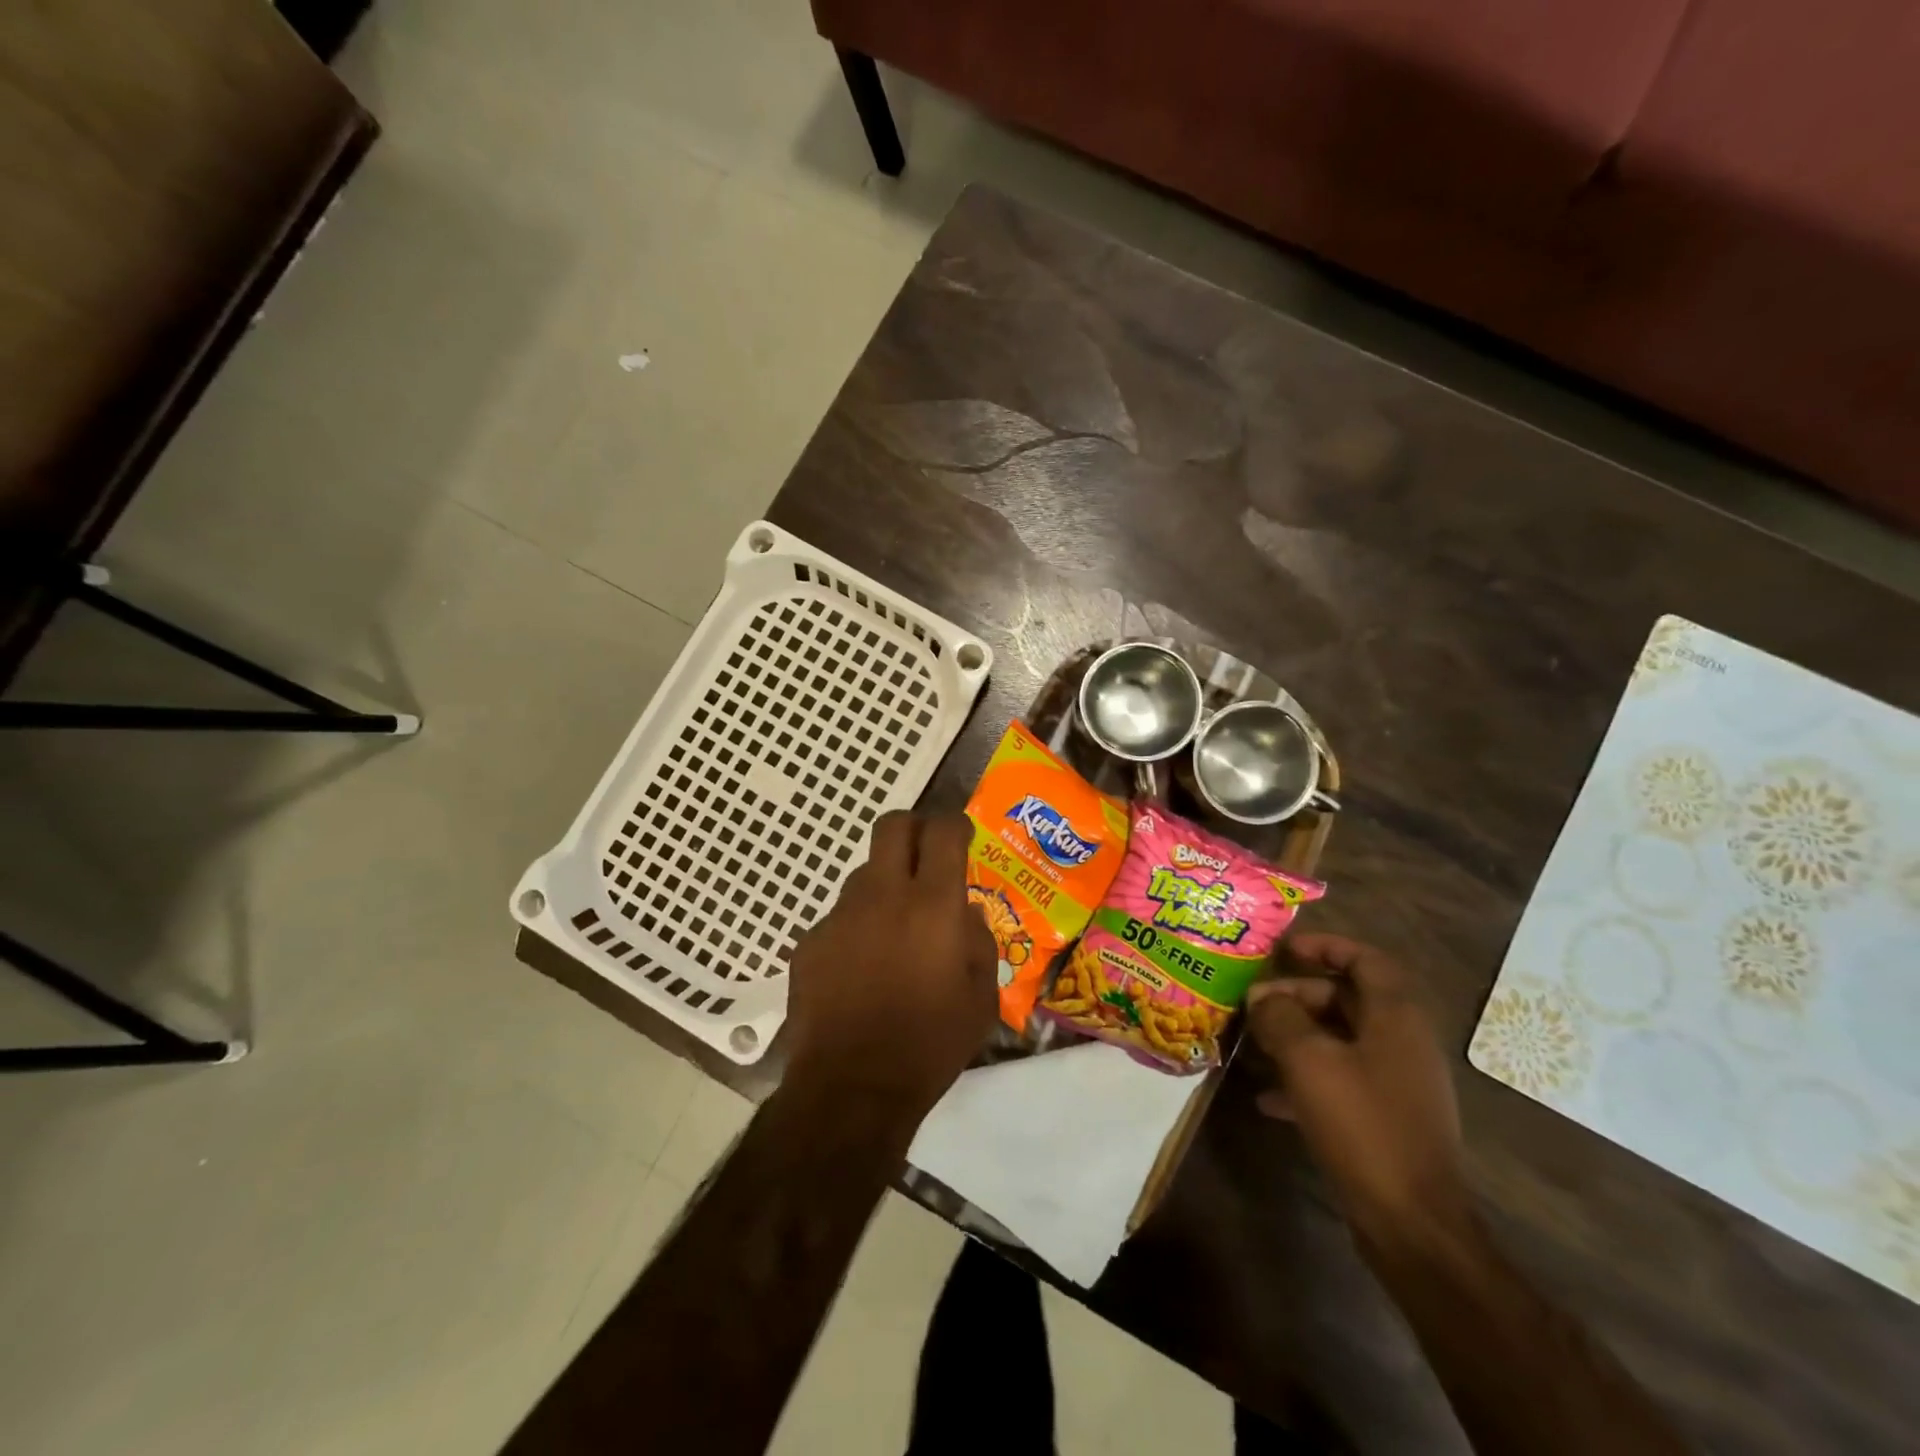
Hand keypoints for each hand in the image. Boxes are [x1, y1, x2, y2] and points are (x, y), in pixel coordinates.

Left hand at [784, 811, 997, 1123]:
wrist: (852, 1089)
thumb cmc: (930, 1044)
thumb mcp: (981, 999)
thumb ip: (978, 943)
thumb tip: (965, 915)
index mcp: (932, 905)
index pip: (943, 832)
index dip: (955, 824)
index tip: (961, 835)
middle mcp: (884, 895)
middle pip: (892, 826)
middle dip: (914, 828)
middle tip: (926, 855)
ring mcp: (840, 916)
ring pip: (865, 874)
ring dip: (886, 888)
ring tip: (895, 933)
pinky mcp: (810, 941)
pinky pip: (841, 918)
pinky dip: (858, 930)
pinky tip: (862, 970)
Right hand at [1246, 935, 1472, 1251]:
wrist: (1412, 1223)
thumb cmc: (1362, 1124)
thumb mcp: (1309, 1060)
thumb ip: (1280, 1018)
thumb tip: (1261, 997)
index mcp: (1396, 1018)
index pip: (1366, 959)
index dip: (1326, 945)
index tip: (1284, 948)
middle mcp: (1402, 1042)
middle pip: (1347, 998)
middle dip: (1297, 995)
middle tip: (1255, 1004)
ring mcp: (1396, 1083)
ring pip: (1340, 1039)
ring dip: (1296, 1036)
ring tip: (1254, 1043)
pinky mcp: (1385, 1118)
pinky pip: (1340, 1079)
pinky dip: (1306, 1077)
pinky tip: (1267, 1097)